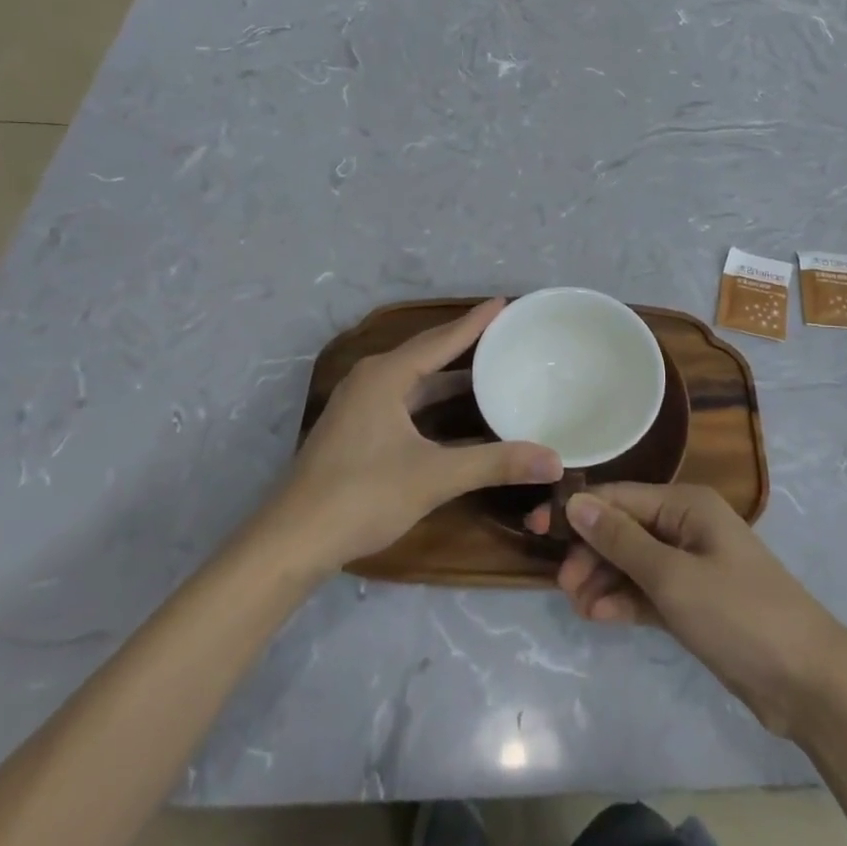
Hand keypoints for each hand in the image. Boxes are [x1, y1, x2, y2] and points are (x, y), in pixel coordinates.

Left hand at [267, 299, 561, 570]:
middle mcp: (371, 380)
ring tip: (488, 367)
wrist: (292, 542)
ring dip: (448, 374)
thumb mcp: (435, 477)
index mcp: (386, 376)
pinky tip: (454, 411)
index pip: (441, 339)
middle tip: (503, 332)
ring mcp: (359, 405)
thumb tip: (554, 459)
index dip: (475, 322)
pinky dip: (432, 398)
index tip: (504, 303)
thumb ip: (496, 464)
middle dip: (464, 342)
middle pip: (426, 352)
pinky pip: (403, 398)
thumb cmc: (363, 496)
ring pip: (414, 379)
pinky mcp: (355, 429)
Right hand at [533, 483, 846, 737]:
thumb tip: (576, 502)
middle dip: (591, 552)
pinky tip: (601, 616)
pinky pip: (649, 591)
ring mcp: (693, 565)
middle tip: (562, 586)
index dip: (578, 511)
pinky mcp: (695, 602)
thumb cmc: (738, 615)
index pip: (620, 497)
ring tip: (578, 607)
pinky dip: (625, 601)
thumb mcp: (673, 576)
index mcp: (687, 505)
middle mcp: (688, 526)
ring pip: (634, 562)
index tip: (535, 529)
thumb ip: (622, 540)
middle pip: (625, 529)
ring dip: (604, 579)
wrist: (806, 681)